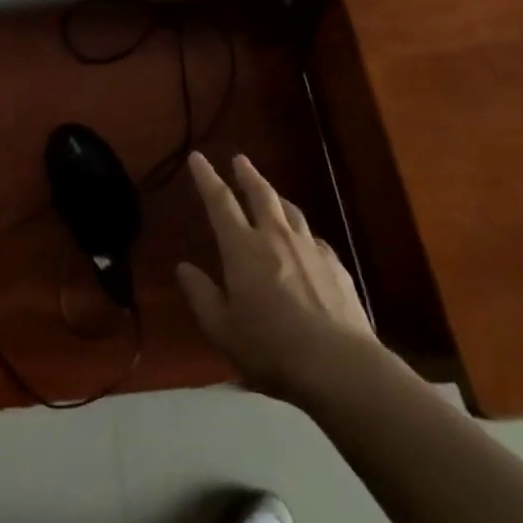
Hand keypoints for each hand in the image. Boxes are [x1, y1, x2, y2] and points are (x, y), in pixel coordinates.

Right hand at [176, 151, 379, 400]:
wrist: (339, 365)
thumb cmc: (270, 348)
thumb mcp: (222, 329)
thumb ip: (201, 295)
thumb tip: (183, 268)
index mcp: (243, 248)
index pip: (220, 201)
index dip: (206, 177)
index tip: (197, 157)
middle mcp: (276, 237)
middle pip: (261, 194)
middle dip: (247, 174)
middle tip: (239, 159)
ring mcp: (311, 249)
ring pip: (291, 211)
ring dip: (277, 198)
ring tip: (271, 194)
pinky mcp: (337, 266)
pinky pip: (315, 239)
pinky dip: (303, 234)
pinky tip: (305, 243)